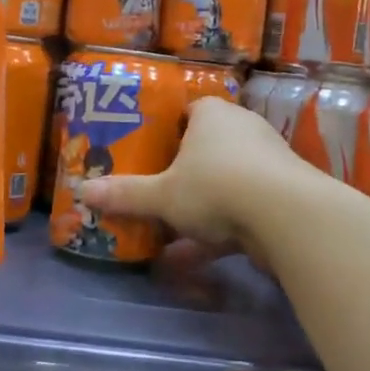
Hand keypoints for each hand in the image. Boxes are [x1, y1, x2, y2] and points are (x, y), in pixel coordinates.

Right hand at [79, 96, 306, 262]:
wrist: (287, 215)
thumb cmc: (215, 186)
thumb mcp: (162, 195)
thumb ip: (126, 194)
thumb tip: (82, 191)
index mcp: (212, 114)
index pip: (188, 112)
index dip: (168, 130)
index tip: (150, 151)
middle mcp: (242, 128)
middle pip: (207, 147)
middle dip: (184, 171)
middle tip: (158, 190)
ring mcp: (267, 161)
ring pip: (226, 181)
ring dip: (201, 207)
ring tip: (170, 233)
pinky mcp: (282, 194)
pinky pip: (244, 208)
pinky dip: (221, 231)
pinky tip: (193, 258)